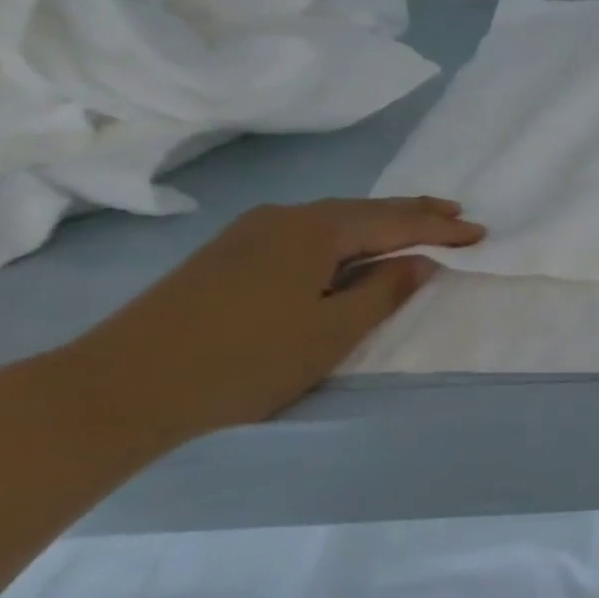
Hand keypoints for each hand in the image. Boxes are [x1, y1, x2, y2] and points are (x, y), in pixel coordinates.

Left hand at [42, 197, 483, 448]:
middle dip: (413, 214)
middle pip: (364, 210)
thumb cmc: (242, 362)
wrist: (117, 387)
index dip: (440, 229)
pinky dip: (343, 234)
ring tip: (413, 225)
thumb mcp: (330, 333)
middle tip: (456, 214)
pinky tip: (347, 246)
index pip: (395, 223)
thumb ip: (383, 291)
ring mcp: (251, 232)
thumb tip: (420, 261)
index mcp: (316, 230)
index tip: (481, 233)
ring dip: (378, 223)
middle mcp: (285, 217)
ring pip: (333, 219)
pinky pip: (306, 231)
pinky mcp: (228, 252)